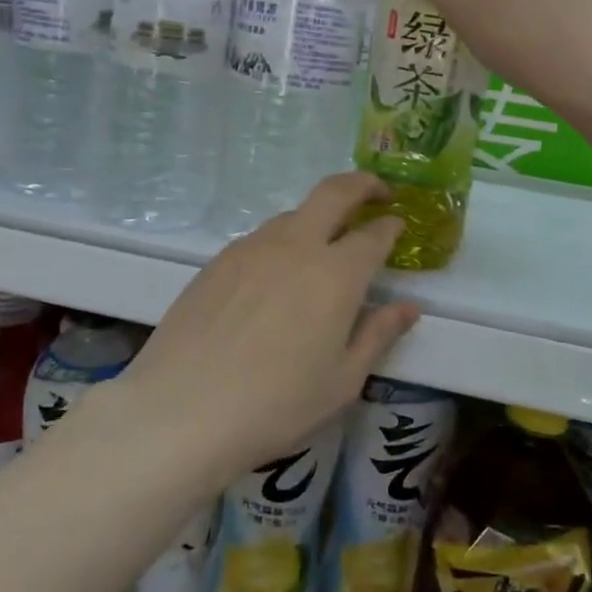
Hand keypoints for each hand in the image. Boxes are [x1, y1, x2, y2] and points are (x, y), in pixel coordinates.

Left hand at [115, 172, 418, 487]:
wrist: (182, 407)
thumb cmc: (276, 404)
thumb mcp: (342, 381)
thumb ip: (378, 335)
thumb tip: (408, 308)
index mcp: (335, 274)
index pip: (373, 235)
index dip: (390, 227)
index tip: (398, 224)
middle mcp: (295, 246)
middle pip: (333, 192)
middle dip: (361, 184)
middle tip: (377, 193)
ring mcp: (251, 248)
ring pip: (293, 215)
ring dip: (317, 218)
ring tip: (323, 248)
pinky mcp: (218, 260)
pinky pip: (260, 239)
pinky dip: (281, 243)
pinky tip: (275, 277)